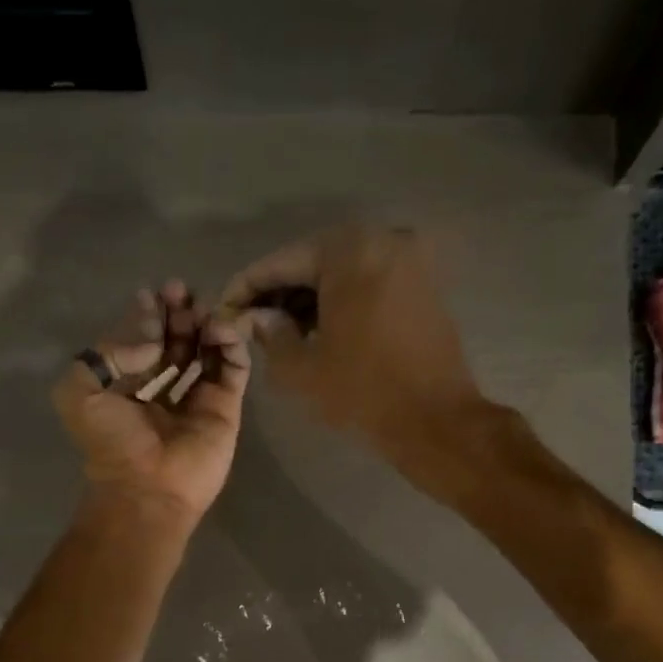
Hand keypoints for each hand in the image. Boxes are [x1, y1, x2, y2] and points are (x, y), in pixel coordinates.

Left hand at [53, 281, 250, 527]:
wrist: (148, 489)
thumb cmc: (112, 444)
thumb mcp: (79, 393)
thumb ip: (106, 353)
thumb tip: (151, 338)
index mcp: (127, 388)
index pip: (142, 342)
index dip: (148, 315)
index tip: (153, 294)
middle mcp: (163, 390)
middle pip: (176, 341)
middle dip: (178, 313)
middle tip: (180, 291)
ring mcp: (197, 399)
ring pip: (206, 350)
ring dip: (204, 323)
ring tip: (200, 309)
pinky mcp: (225, 408)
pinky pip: (233, 368)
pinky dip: (230, 344)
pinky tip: (219, 328)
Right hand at [216, 226, 485, 465]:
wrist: (436, 421)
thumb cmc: (363, 392)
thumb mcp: (301, 368)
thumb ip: (270, 334)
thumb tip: (256, 317)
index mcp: (348, 250)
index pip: (282, 262)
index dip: (247, 287)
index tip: (225, 309)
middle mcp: (382, 240)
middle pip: (313, 261)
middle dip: (279, 292)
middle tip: (251, 323)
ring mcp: (409, 261)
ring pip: (341, 272)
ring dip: (309, 298)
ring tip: (281, 332)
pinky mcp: (423, 285)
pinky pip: (368, 283)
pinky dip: (340, 301)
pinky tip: (319, 331)